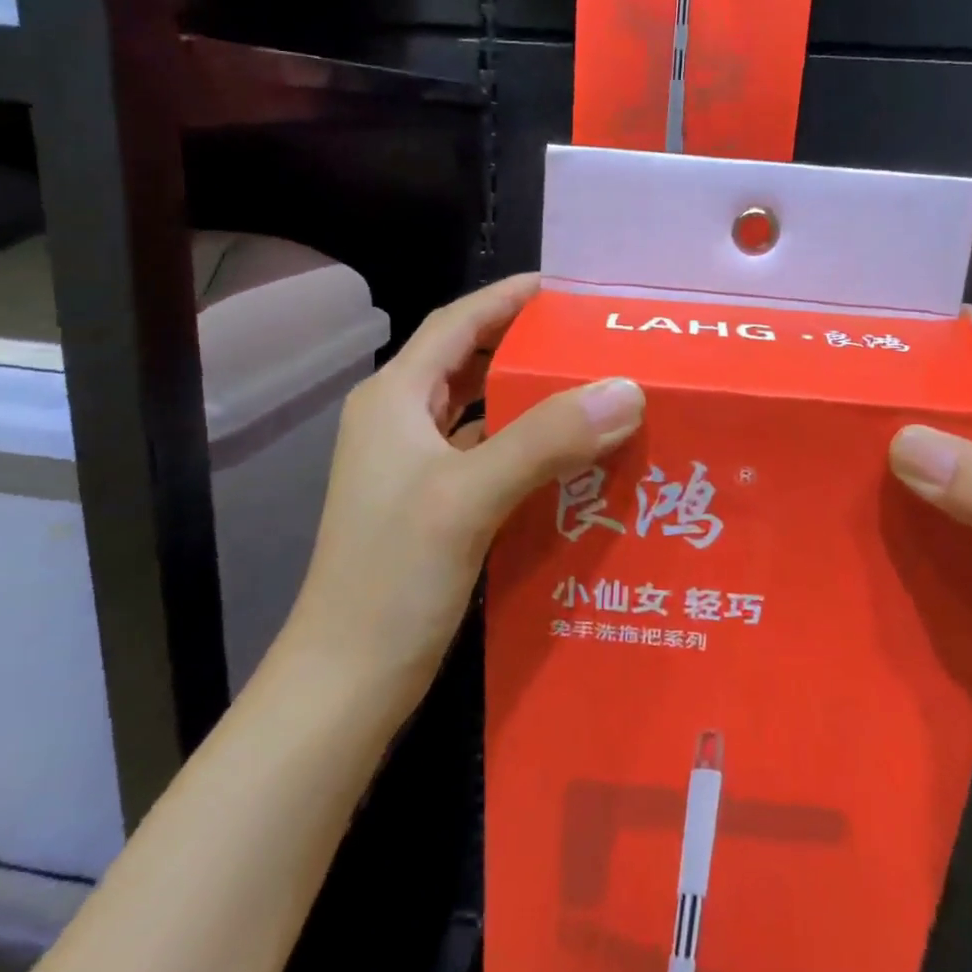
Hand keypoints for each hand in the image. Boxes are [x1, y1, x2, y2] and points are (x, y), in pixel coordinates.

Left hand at [282, 274, 644, 702]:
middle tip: (591, 342)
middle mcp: (399, 422)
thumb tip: (626, 389)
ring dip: (530, 400)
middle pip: (469, 362)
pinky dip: (527, 448)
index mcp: (394, 399)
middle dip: (526, 345)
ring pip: (480, 412)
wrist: (345, 682)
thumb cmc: (392, 579)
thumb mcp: (468, 497)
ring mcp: (413, 468)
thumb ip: (546, 438)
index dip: (507, 298)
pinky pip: (487, 456)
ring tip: (593, 392)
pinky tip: (571, 459)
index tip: (565, 288)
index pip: (457, 323)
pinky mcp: (432, 506)